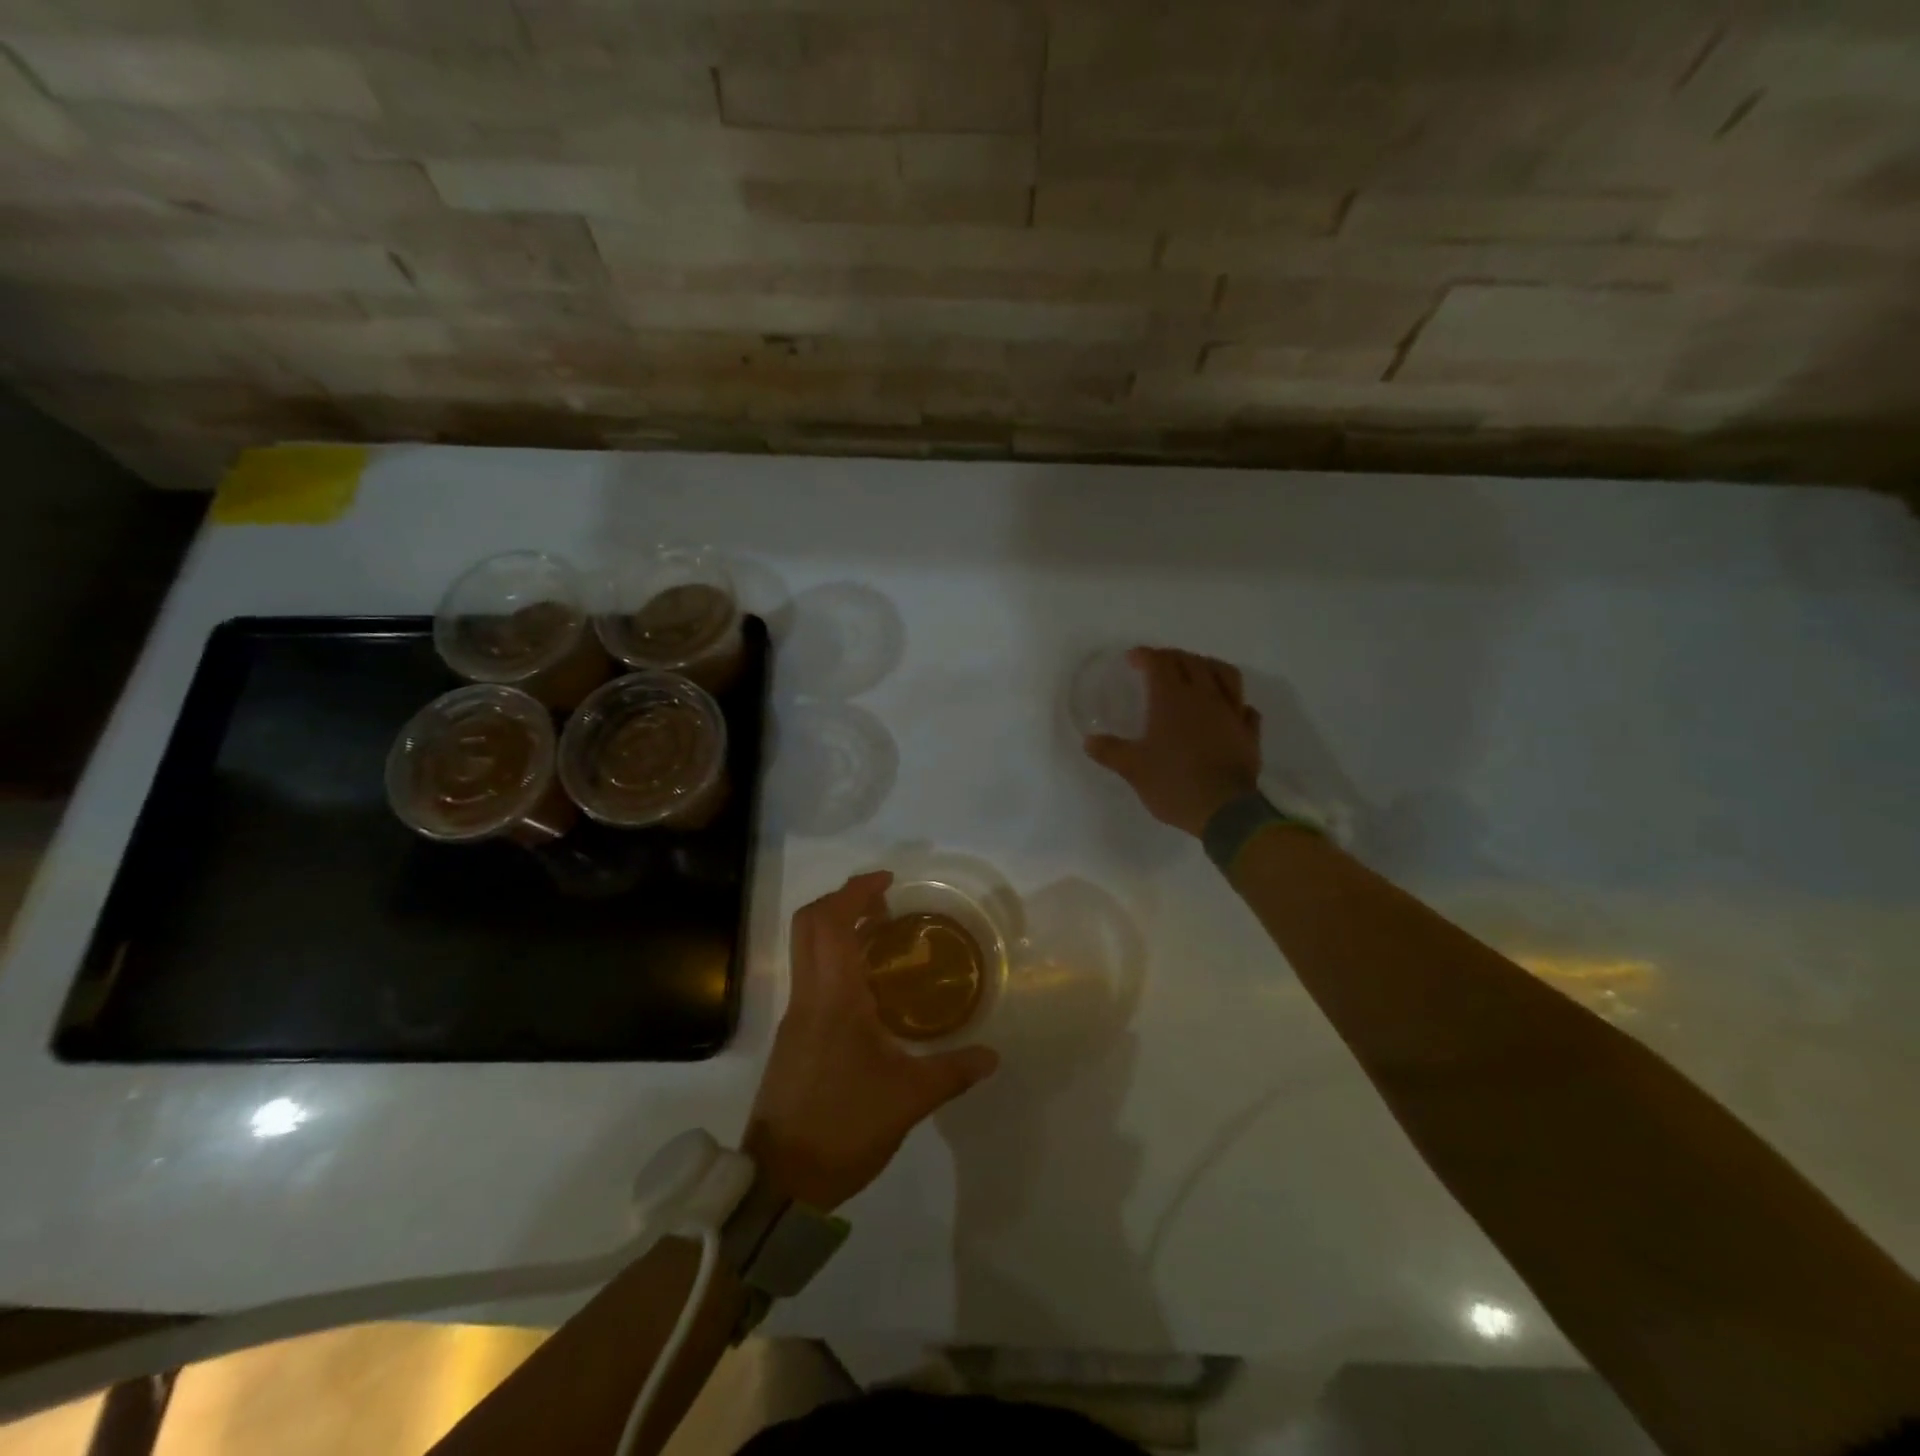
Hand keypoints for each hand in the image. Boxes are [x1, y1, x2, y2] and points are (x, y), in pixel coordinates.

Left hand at [744, 872, 998, 1209]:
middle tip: (885, 904)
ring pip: (807, 951)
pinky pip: (812, 978)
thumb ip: (953, 1071)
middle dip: (844, 902)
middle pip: (810, 924)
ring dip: (839, 931)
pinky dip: (836, 962)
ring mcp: (796, 1017)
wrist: (780, 1184)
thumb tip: (992, 1055)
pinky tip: (870, 991)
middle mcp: (808, 996)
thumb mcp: (908, 1099)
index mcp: (832, 997)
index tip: (887, 881)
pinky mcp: (793, 1039)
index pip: (830, 922)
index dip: (855, 891)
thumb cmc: (843, 1128)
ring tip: (883, 939)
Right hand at [1085, 647, 1261, 836]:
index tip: (1132, 659)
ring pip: (1225, 674)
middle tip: (1159, 664)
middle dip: (1173, 656)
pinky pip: (1245, 708)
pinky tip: (1227, 709)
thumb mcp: (1133, 769)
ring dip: (1208, 666)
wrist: (1224, 810)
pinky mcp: (1248, 733)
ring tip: (1197, 672)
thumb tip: (1089, 741)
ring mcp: (1231, 713)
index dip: (1145, 655)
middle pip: (1191, 661)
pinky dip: (1234, 702)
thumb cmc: (1173, 783)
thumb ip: (1110, 751)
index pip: (1159, 663)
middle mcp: (1204, 697)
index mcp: (1172, 699)